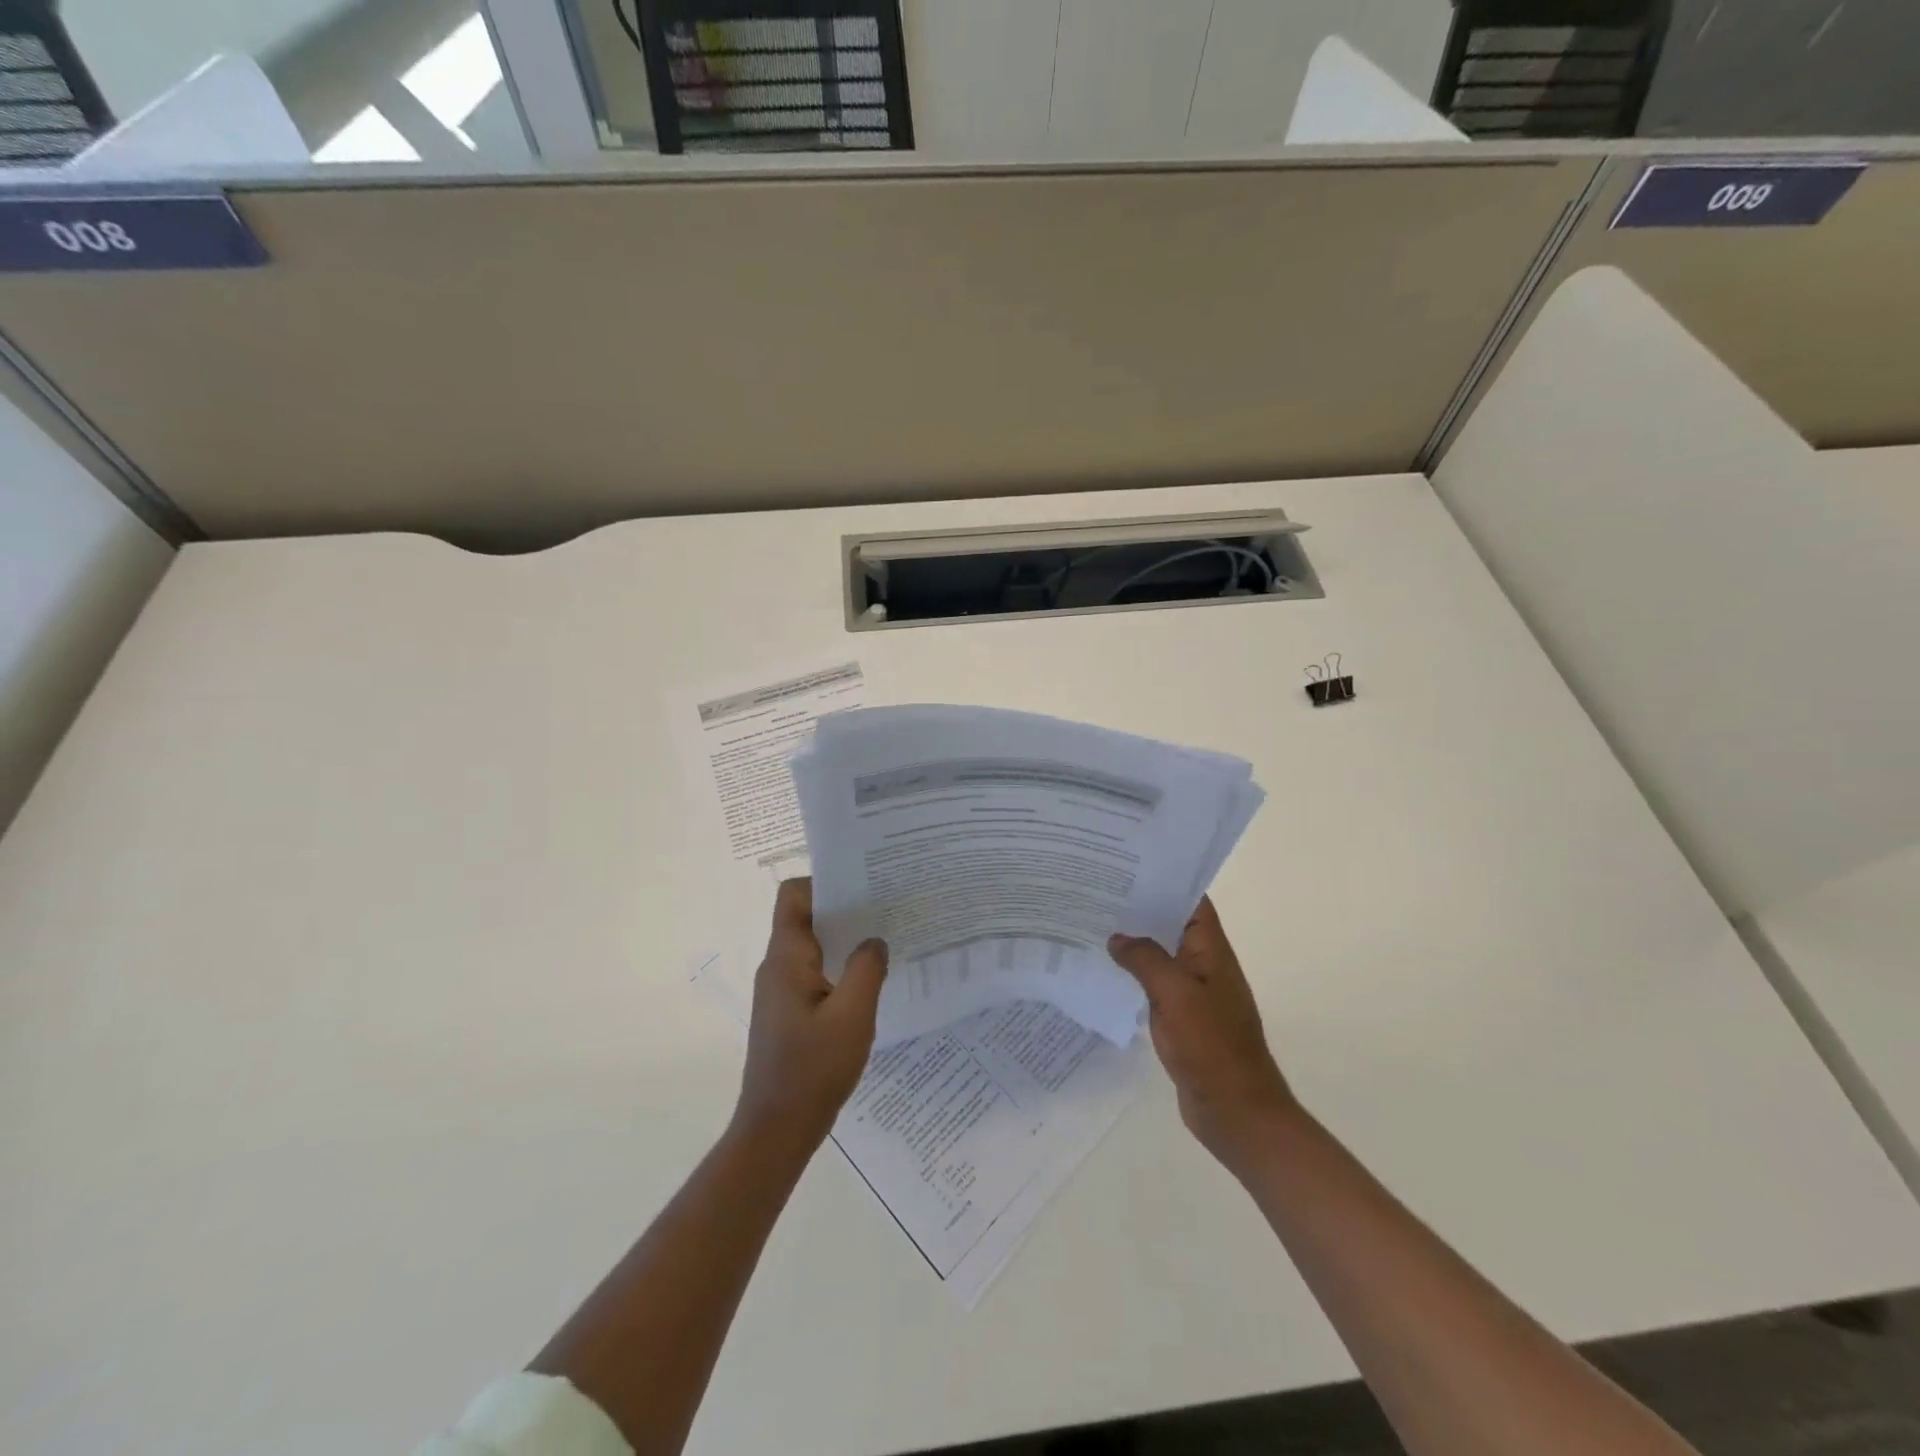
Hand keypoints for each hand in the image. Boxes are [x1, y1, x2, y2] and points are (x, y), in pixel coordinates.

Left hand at [734, 878, 888, 1158]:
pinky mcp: (788, 1013)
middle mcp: (778, 967)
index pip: (794, 895)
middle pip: (806, 917)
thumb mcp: (853, 1015)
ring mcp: (781, 991)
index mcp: (787, 958)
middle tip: (886, 907)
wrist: (776, 1130)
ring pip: (813, 946)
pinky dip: (840, 967)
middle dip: (844, 908)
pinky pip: (815, 973)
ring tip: (885, 939)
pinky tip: (869, 981)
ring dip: (844, 939)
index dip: (825, 882)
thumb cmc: (813, 1069)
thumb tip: (875, 940)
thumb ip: (867, 969)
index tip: (864, 884)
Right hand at [1109, 897, 1295, 1168]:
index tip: (1128, 864)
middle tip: (1097, 889)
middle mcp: (1203, 965)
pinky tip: (1103, 970)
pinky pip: (1153, 985)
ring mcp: (1192, 993)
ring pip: (1159, 955)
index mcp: (1211, 950)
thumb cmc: (1211, 1046)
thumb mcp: (1176, 994)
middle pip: (1171, 925)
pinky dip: (1132, 974)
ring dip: (1134, 941)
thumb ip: (1145, 959)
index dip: (1165, 879)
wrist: (1236, 1111)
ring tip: (1092, 922)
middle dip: (1140, 907)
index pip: (1192, 901)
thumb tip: (1117, 938)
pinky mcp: (1180, 1018)